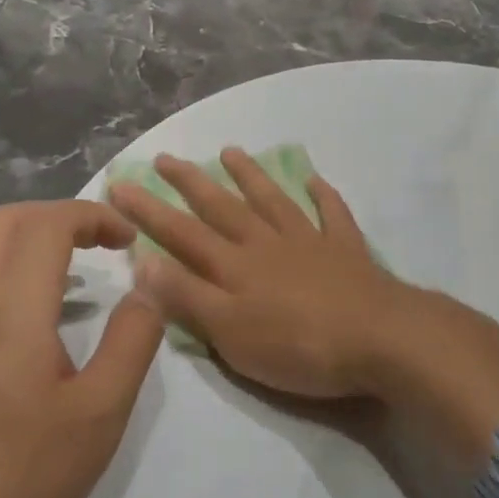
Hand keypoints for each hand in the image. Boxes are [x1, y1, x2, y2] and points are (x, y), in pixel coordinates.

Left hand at [0, 201, 162, 497]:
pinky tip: (14, 305)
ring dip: (19, 235)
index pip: (46, 226)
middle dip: (56, 215)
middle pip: (2, 223)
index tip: (129, 239)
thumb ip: (131, 341)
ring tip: (61, 264)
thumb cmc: (22, 480)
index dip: (92, 215)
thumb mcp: (101, 416)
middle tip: (100, 242)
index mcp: (10, 311)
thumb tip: (146, 286)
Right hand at [109, 149, 399, 398]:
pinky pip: (332, 215)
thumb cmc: (297, 345)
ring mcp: (309, 242)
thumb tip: (142, 260)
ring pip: (272, 201)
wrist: (378, 339)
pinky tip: (315, 180)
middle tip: (166, 158)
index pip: (181, 233)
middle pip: (222, 207)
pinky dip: (322, 196)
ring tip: (231, 152)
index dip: (148, 210)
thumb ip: (187, 296)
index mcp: (235, 266)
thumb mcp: (229, 332)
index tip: (120, 184)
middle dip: (190, 183)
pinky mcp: (346, 250)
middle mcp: (267, 244)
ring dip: (250, 176)